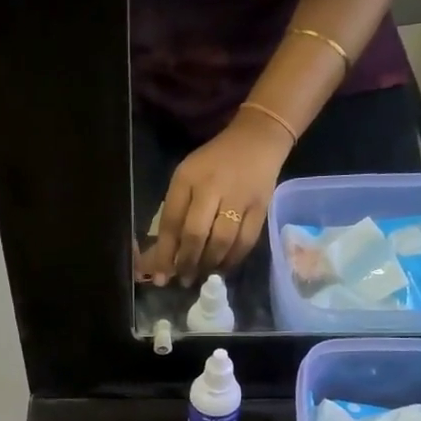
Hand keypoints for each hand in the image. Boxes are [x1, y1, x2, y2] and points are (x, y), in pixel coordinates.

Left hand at [138, 111, 292, 286]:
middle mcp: (211, 187)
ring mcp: (238, 198)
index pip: (171, 221)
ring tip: (201, 276)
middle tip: (183, 280)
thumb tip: (164, 255)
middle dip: (187, 263)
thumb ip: (175, 212)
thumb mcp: (187, 178)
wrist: (257, 140)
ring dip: (209, 264)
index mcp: (187, 178)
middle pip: (195, 233)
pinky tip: (223, 268)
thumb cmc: (214, 163)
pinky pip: (245, 242)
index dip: (164, 253)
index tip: (159, 277)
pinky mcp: (260, 208)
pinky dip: (233, 260)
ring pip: (221, 241)